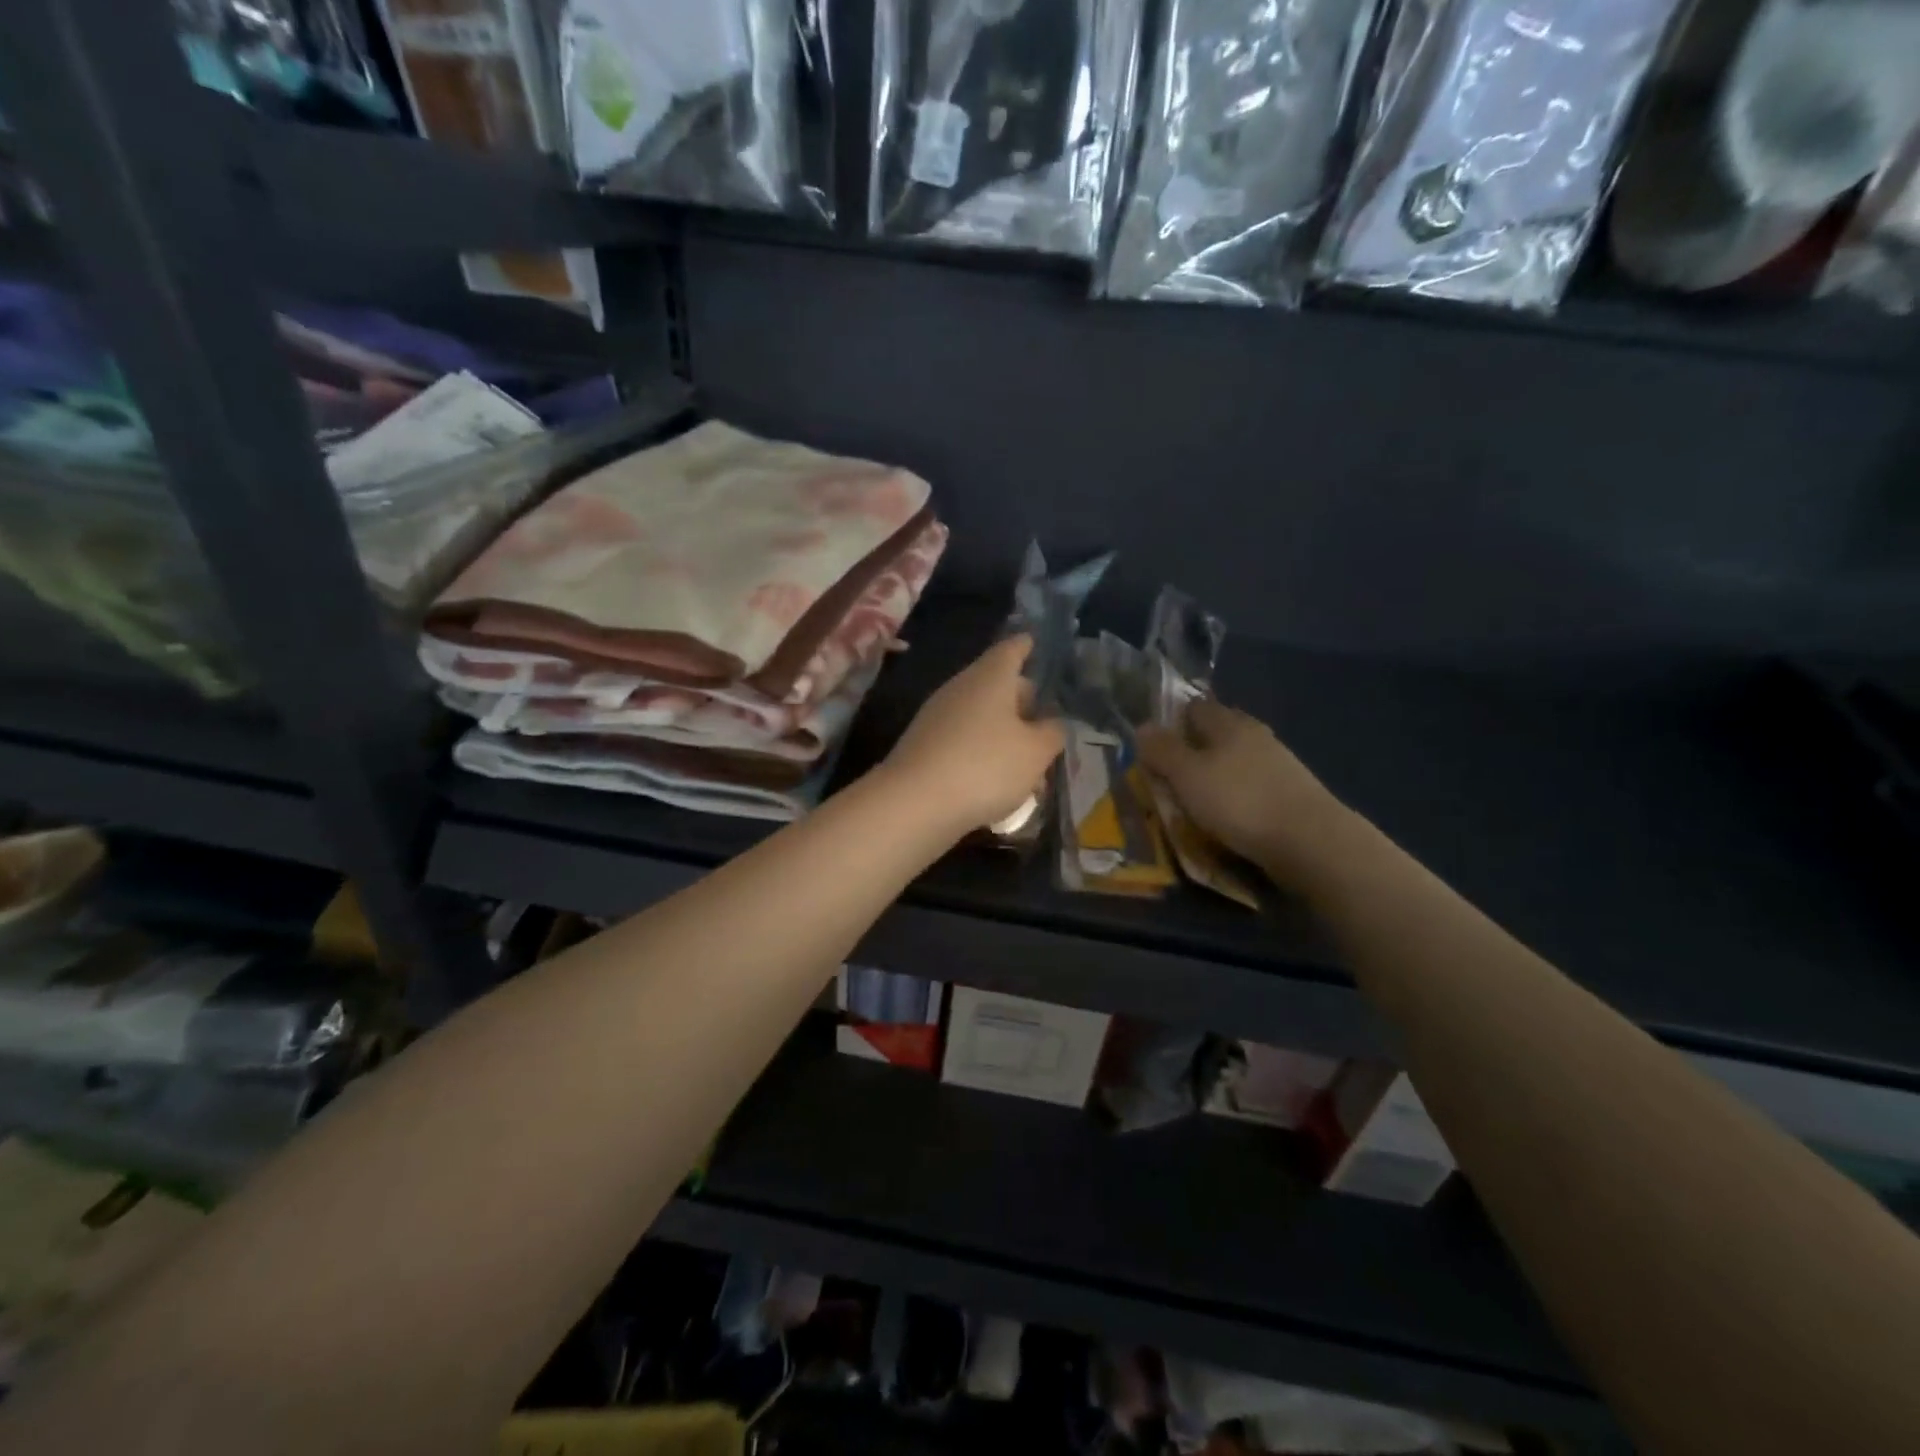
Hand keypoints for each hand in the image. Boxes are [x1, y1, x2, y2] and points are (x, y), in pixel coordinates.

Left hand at [883, 635, 1065, 835]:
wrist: (915, 803)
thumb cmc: (985, 766)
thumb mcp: (1036, 752)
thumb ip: (1052, 732)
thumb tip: (1051, 722)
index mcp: (990, 677)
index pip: (1012, 648)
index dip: (1027, 646)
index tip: (1036, 644)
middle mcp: (960, 688)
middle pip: (997, 684)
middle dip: (1023, 702)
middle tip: (1046, 725)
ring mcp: (937, 717)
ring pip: (981, 717)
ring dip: (1005, 736)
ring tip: (1029, 768)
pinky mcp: (925, 746)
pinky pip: (963, 741)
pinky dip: (983, 754)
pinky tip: (998, 784)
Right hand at [1137, 698, 1352, 886]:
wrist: (1310, 841)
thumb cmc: (1239, 801)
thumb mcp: (1187, 776)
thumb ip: (1163, 750)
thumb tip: (1142, 726)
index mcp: (1229, 723)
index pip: (1194, 707)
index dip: (1172, 721)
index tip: (1153, 745)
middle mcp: (1255, 734)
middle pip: (1216, 733)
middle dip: (1193, 749)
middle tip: (1170, 775)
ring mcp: (1278, 763)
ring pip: (1235, 760)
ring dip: (1215, 774)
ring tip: (1195, 799)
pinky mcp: (1291, 792)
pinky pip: (1251, 785)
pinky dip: (1235, 795)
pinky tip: (1227, 814)